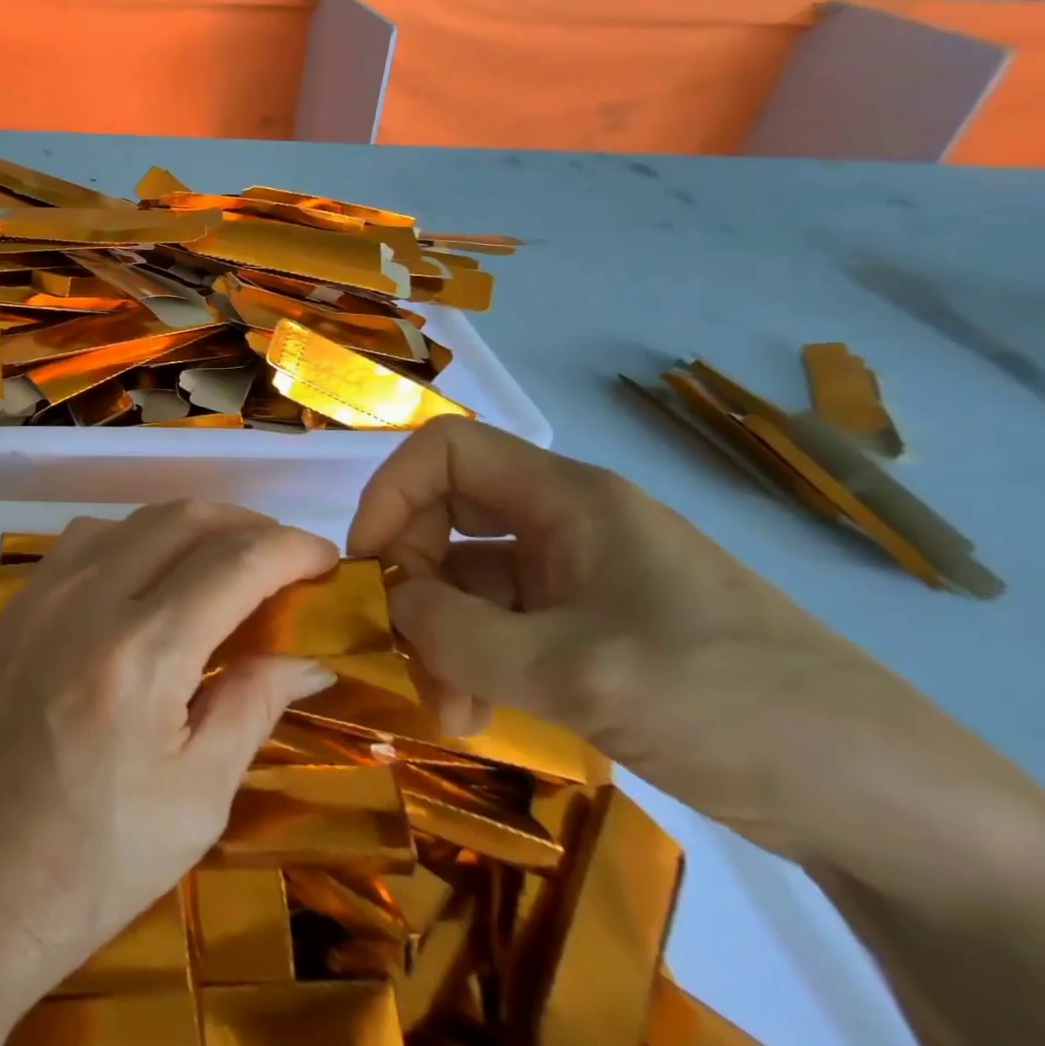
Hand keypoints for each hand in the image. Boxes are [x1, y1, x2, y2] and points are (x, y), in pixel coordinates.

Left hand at [0, 502, 335, 1030]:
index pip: (236, 562)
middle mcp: (90, 598)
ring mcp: (45, 591)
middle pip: (185, 518)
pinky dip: (136, 536)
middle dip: (248, 524)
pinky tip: (151, 574)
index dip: (292, 548)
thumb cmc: (93, 862)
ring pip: (135, 517)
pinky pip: (89, 537)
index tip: (327, 558)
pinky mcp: (19, 601)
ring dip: (191, 525)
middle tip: (284, 558)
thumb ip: (253, 705)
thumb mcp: (197, 799)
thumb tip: (311, 660)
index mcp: (143, 653)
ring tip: (226, 561)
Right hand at [347, 416, 972, 863]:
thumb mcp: (580, 671)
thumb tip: (390, 606)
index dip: (391, 493)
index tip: (367, 564)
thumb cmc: (732, 704)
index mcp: (568, 499)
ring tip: (448, 709)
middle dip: (416, 580)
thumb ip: (462, 635)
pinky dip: (478, 661)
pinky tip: (479, 713)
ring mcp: (582, 581)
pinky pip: (506, 626)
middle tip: (406, 652)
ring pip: (474, 581)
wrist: (897, 812)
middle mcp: (568, 525)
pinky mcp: (595, 632)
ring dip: (444, 636)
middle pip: (450, 517)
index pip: (446, 452)